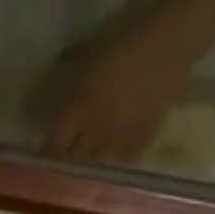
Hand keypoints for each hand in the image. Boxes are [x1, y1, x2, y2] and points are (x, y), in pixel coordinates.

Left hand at [41, 29, 201, 163]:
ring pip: (94, 169)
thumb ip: (68, 86)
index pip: (53, 145)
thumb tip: (53, 106)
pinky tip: (108, 169)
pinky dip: (111, 169)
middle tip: (60, 171)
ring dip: (85, 172)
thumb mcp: (87, 58)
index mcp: (78, 107)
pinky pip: (120, 164)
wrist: (174, 37)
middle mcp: (95, 129)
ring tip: (81, 176)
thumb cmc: (127, 37)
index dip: (45, 156)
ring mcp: (119, 138)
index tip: (40, 161)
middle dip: (63, 167)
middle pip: (71, 162)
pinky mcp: (142, 140)